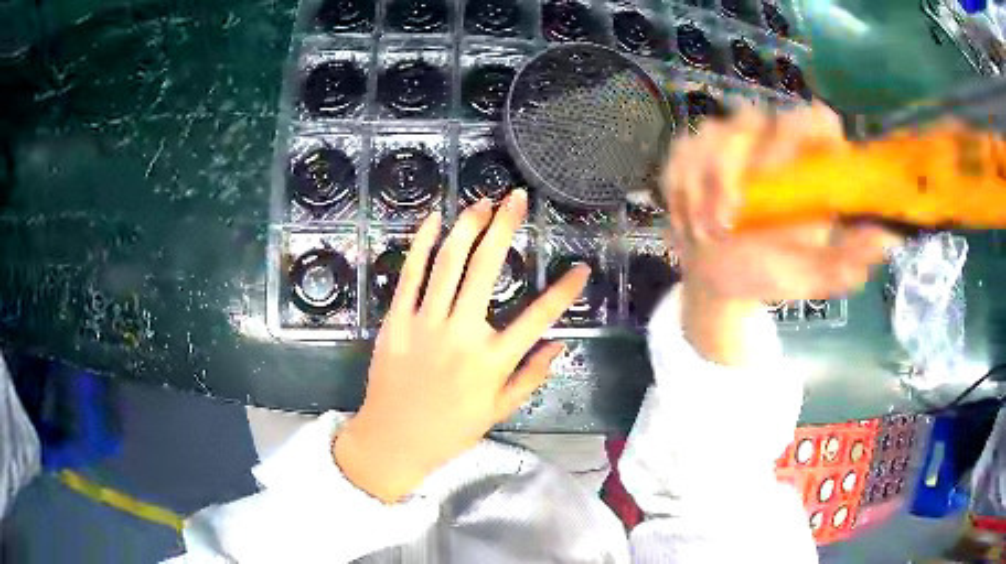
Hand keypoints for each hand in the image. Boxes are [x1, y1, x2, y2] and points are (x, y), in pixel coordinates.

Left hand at [333, 190, 589, 503]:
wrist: (393, 439)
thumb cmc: (450, 429)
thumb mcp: (499, 411)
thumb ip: (531, 377)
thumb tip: (560, 346)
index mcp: (492, 362)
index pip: (539, 318)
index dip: (565, 291)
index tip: (581, 269)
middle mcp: (462, 335)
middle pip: (487, 269)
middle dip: (505, 227)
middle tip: (516, 198)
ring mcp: (425, 324)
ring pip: (448, 263)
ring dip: (467, 227)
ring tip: (483, 203)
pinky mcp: (396, 321)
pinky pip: (410, 275)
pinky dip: (421, 244)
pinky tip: (434, 220)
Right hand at [661, 103, 902, 363]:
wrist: (717, 279)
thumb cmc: (768, 272)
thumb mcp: (810, 276)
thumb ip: (845, 262)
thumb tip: (887, 240)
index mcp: (808, 163)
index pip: (817, 119)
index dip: (805, 135)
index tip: (786, 179)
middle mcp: (771, 139)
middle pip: (754, 118)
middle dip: (735, 169)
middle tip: (729, 222)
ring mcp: (728, 140)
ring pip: (712, 135)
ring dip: (705, 187)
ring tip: (708, 233)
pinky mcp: (693, 149)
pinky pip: (682, 152)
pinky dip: (680, 189)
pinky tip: (688, 220)